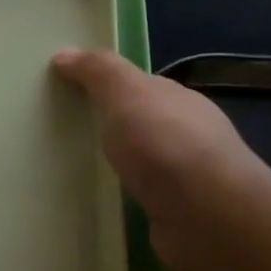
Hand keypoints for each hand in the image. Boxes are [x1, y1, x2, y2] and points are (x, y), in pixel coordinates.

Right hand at [51, 48, 270, 270]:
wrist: (209, 218)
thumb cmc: (165, 145)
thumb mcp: (127, 93)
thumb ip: (98, 71)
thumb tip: (64, 53)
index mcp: (177, 100)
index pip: (139, 86)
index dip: (106, 85)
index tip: (66, 93)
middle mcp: (185, 134)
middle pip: (140, 123)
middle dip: (109, 126)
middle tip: (62, 133)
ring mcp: (184, 178)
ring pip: (141, 163)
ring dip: (116, 165)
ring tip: (72, 170)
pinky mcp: (177, 214)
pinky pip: (140, 197)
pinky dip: (122, 196)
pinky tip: (99, 202)